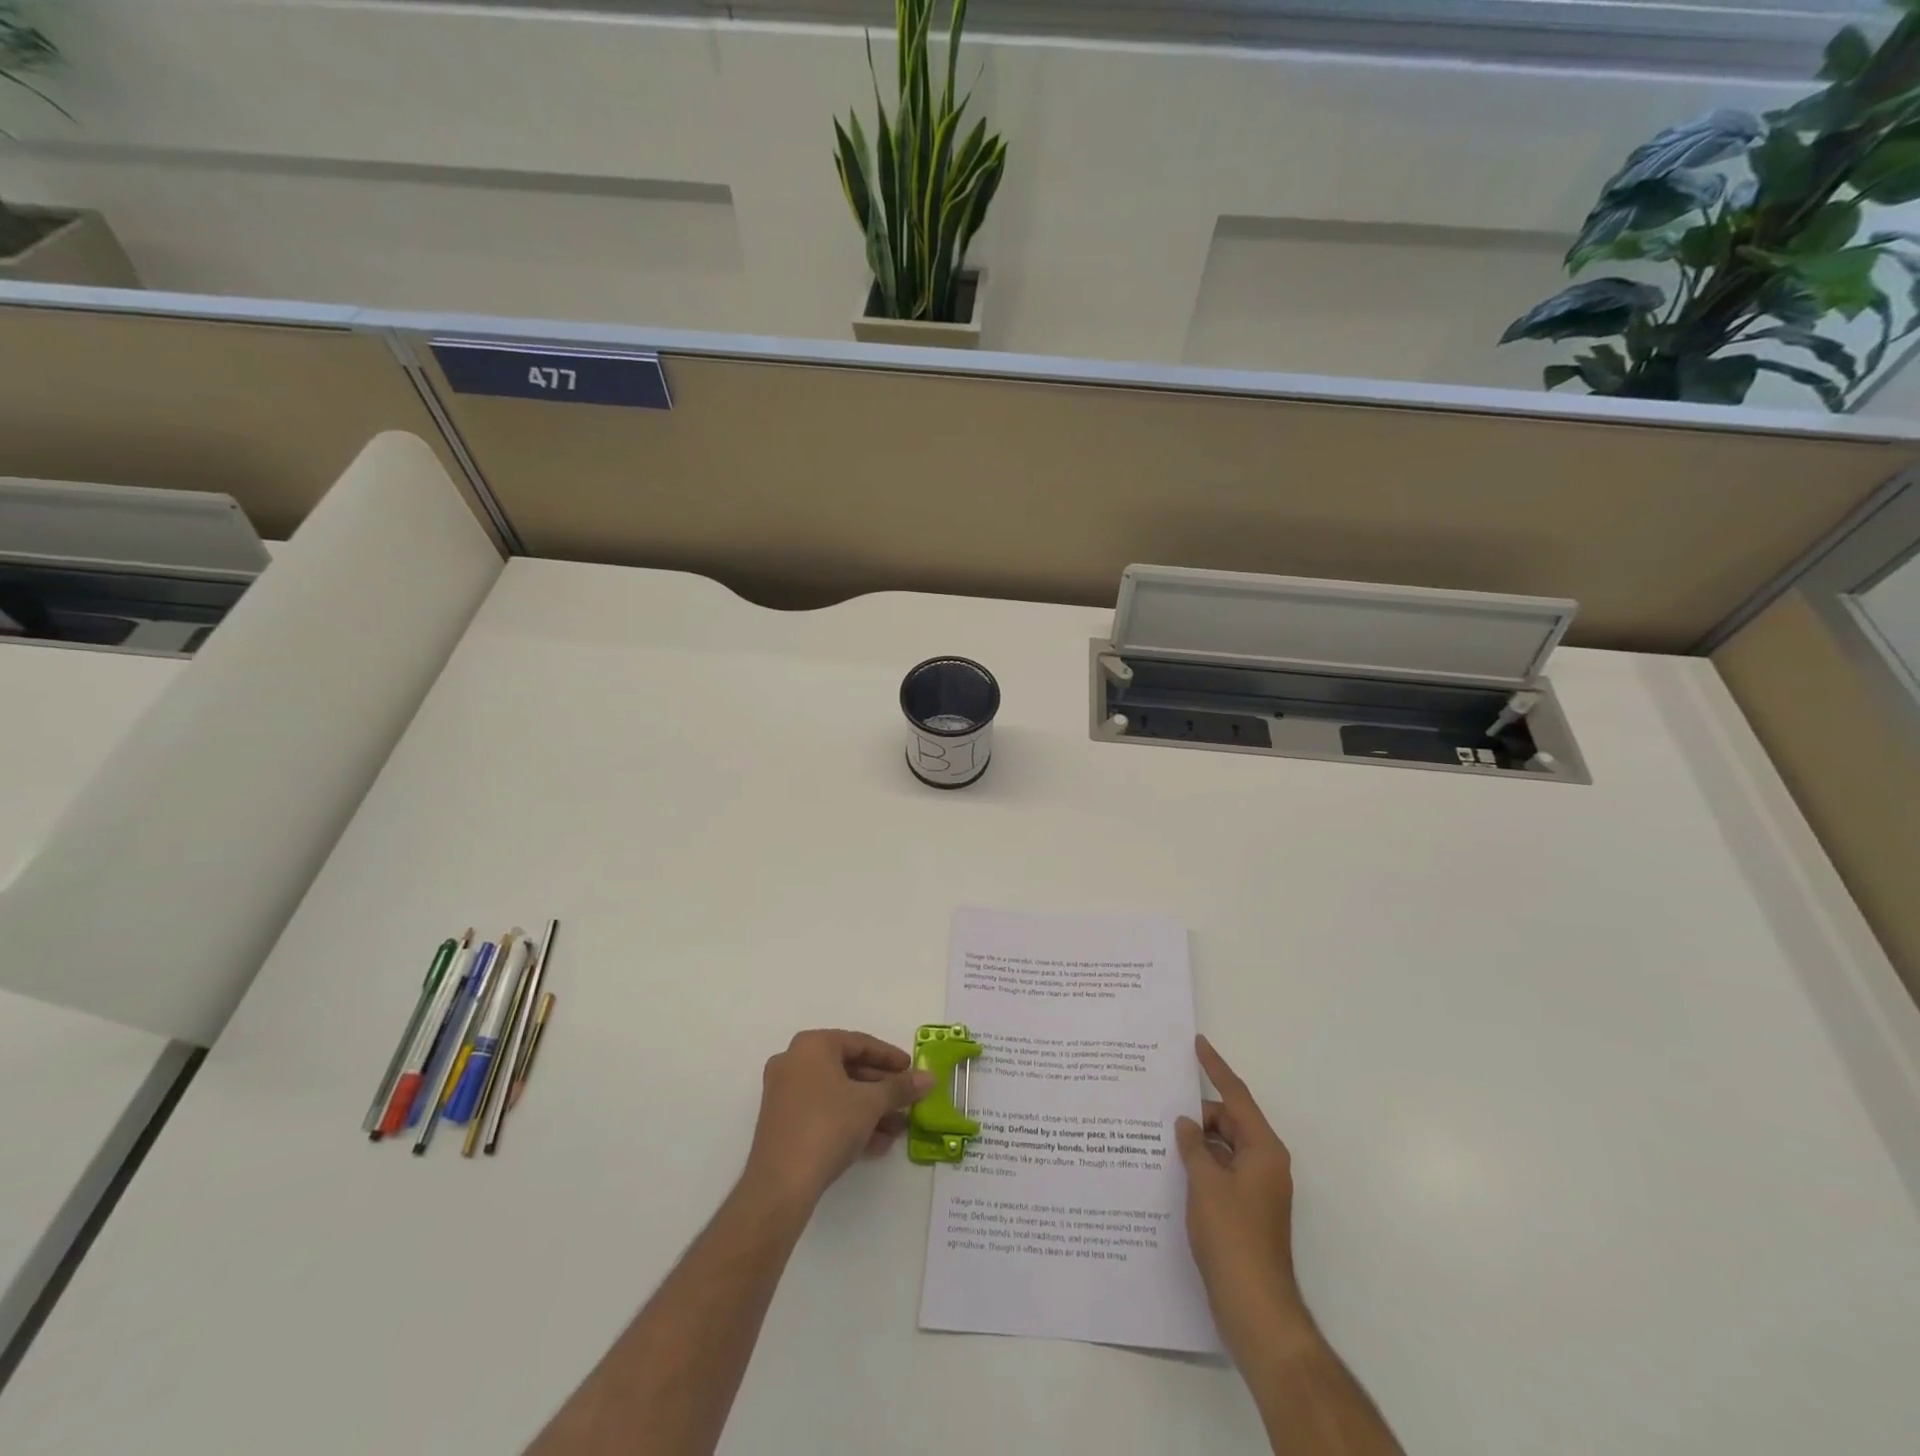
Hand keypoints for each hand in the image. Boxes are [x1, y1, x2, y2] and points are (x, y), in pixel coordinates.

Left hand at [743, 1029, 932, 1212]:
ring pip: (837, 1094)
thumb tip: (929, 1078)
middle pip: (848, 1069)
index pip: (860, 1043)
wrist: (780, 1185)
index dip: (890, 1057)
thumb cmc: (827, 1126)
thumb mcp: (871, 1104)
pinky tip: (876, 1144)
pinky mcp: (782, 1123)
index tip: (912, 1070)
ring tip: (898, 1129)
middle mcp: (794, 1061)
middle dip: (882, 1089)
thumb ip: (900, 1087)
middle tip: (907, 1101)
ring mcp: (784, 1093)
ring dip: (870, 1109)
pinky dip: (850, 1122)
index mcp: (811, 1045)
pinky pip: (823, 1112)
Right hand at [1176, 1035, 1312, 1359]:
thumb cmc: (1233, 1237)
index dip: (1215, 1068)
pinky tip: (1171, 1168)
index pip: (1236, 1096)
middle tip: (1162, 1104)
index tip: (1197, 1043)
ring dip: (1196, 1141)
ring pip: (1222, 1147)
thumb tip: (1186, 1125)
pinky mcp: (1244, 1211)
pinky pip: (1220, 1171)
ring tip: (1160, 1134)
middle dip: (1198, 1113)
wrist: (1255, 1308)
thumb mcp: (1205, 1183)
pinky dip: (1200, 1164)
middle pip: (1229, 1121)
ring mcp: (1256, 1189)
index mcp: (1262, 1150)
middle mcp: (1264, 1163)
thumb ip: (1194, 1146)